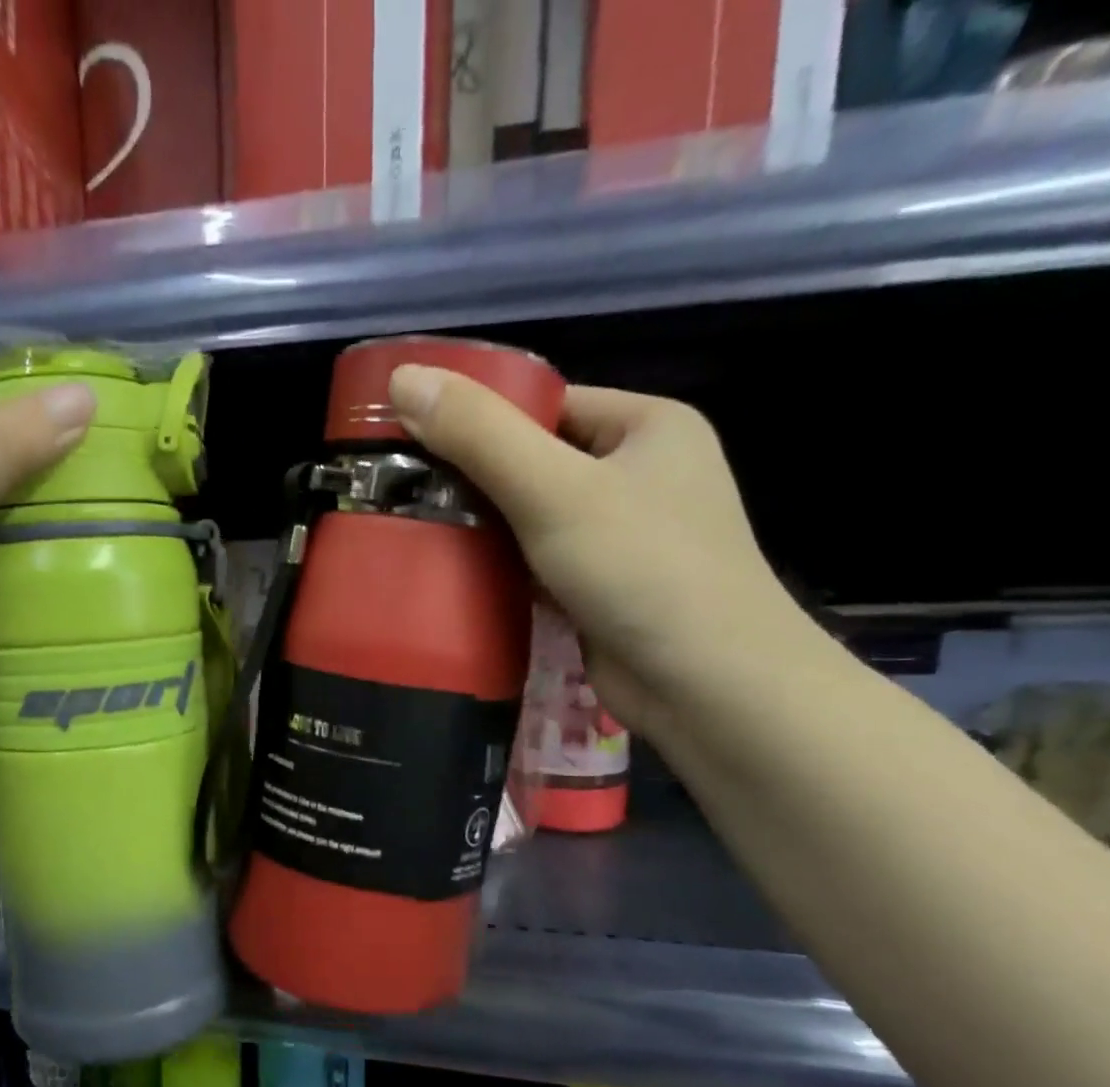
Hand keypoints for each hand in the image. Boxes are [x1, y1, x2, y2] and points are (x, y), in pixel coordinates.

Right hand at [388, 365, 812, 736]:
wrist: (707, 686)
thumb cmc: (641, 569)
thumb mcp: (554, 490)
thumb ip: (479, 434)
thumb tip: (402, 377)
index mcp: (648, 426)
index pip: (548, 405)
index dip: (481, 420)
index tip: (414, 441)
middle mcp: (642, 474)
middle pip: (537, 462)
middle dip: (474, 480)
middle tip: (403, 494)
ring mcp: (626, 537)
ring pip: (535, 518)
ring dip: (484, 530)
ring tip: (414, 532)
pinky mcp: (606, 589)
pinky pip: (541, 564)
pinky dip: (503, 570)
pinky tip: (454, 577)